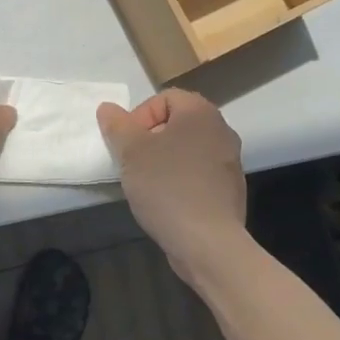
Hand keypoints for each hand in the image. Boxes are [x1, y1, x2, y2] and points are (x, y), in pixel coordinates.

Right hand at [97, 89, 246, 283]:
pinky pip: (199, 173)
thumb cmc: (166, 186)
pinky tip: (167, 202)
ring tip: (147, 183)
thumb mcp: (131, 152)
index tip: (128, 143)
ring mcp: (230, 161)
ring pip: (188, 149)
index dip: (140, 116)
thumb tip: (108, 108)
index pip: (165, 98)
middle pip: (177, 123)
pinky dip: (181, 180)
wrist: (207, 242)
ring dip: (165, 160)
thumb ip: (117, 125)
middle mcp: (221, 130)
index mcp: (200, 113)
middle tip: (133, 162)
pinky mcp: (230, 189)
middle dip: (150, 139)